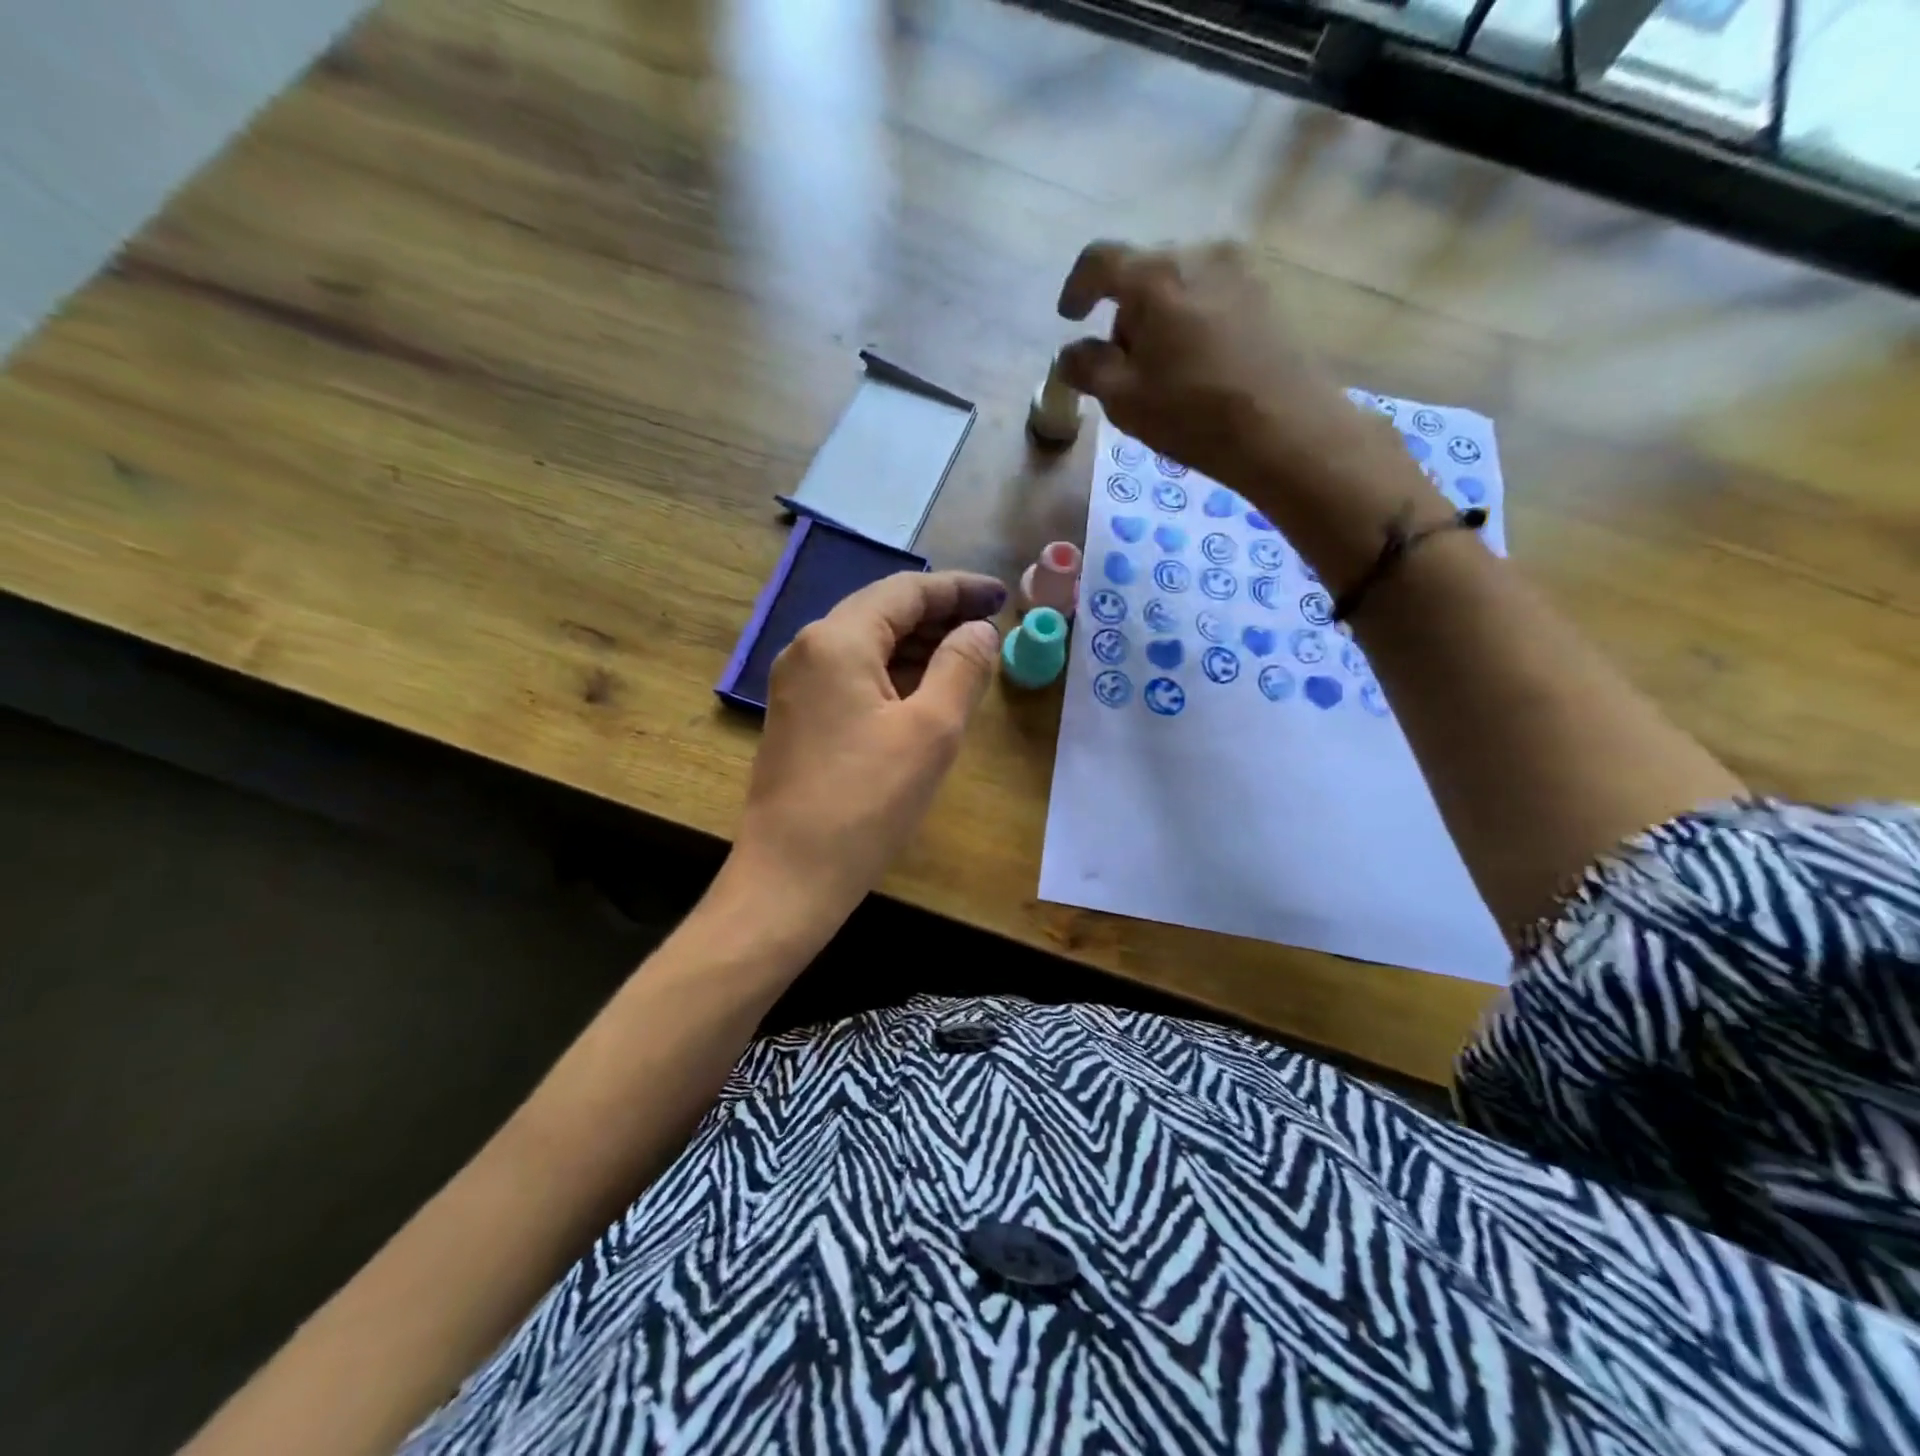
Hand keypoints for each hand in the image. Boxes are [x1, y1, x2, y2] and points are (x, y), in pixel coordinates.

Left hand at [725, 570, 1006, 930]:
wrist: (789, 876)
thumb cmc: (866, 802)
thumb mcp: (931, 731)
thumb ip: (962, 668)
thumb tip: (979, 630)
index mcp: (837, 640)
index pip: (905, 591)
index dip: (958, 588)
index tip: (1001, 596)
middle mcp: (808, 649)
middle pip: (882, 612)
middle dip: (939, 615)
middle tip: (990, 627)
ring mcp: (796, 684)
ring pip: (866, 644)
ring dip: (917, 645)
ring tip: (967, 657)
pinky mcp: (797, 716)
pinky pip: (851, 676)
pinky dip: (892, 674)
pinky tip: (924, 691)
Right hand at [1055, 240, 1434, 581]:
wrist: (1286, 430)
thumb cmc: (1193, 414)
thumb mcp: (1124, 399)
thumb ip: (1087, 369)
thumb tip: (1071, 354)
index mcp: (1156, 275)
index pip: (1099, 261)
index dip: (1076, 288)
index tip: (1069, 318)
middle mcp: (1200, 253)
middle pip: (1144, 272)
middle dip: (1124, 313)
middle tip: (1122, 363)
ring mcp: (1242, 268)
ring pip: (1181, 284)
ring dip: (1161, 318)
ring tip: (1165, 369)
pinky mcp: (1269, 292)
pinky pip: (1213, 296)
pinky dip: (1194, 322)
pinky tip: (1199, 365)